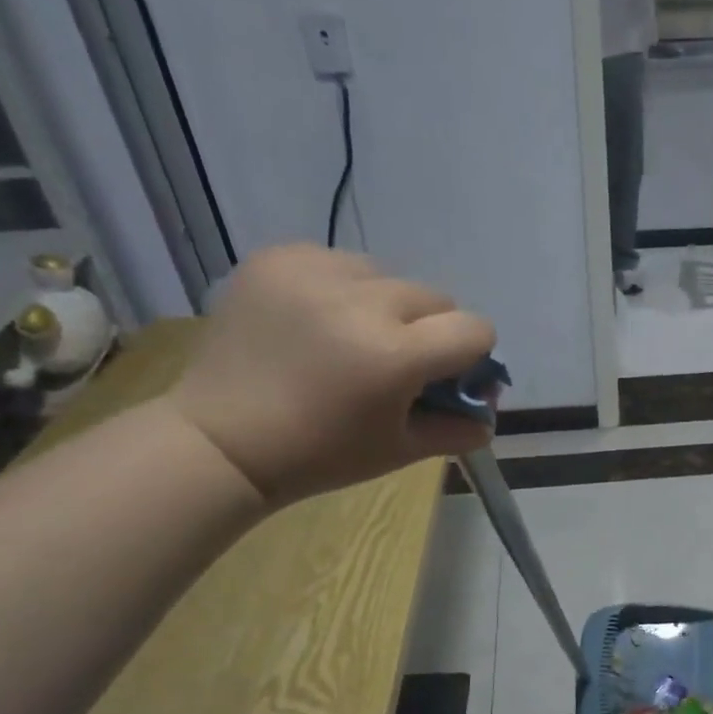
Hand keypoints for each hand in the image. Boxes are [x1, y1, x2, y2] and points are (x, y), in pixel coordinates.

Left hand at [170, 245, 495, 504]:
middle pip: (435, 297)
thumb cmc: (320, 455)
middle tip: (397, 363)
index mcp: (396, 355)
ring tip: (350, 339)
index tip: (448, 375)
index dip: (472, 355)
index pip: (474, 328)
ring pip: (386, 275)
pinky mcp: (277, 258)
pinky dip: (340, 288)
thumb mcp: (401, 451)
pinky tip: (316, 321)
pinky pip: (337, 261)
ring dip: (385, 304)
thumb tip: (489, 413)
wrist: (223, 440)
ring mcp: (314, 272)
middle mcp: (361, 302)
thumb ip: (458, 428)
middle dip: (429, 330)